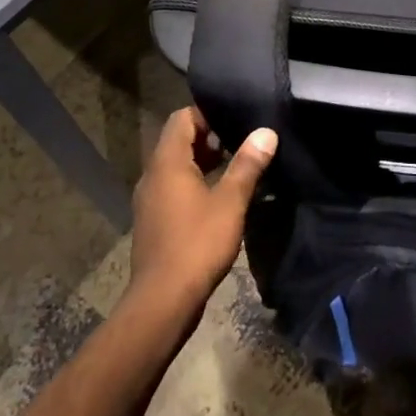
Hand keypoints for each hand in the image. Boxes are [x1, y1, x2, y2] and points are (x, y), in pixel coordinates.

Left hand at [126, 107, 276, 320]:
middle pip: (178, 141)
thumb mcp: (230, 202)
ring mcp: (149, 200)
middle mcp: (152, 175)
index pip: (182, 118)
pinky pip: (173, 188)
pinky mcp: (153, 221)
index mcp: (167, 162)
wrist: (162, 301)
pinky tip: (218, 198)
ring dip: (202, 162)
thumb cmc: (197, 244)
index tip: (236, 120)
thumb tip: (266, 132)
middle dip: (209, 138)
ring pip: (175, 167)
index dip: (208, 114)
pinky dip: (193, 183)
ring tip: (236, 167)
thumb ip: (247, 164)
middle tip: (241, 142)